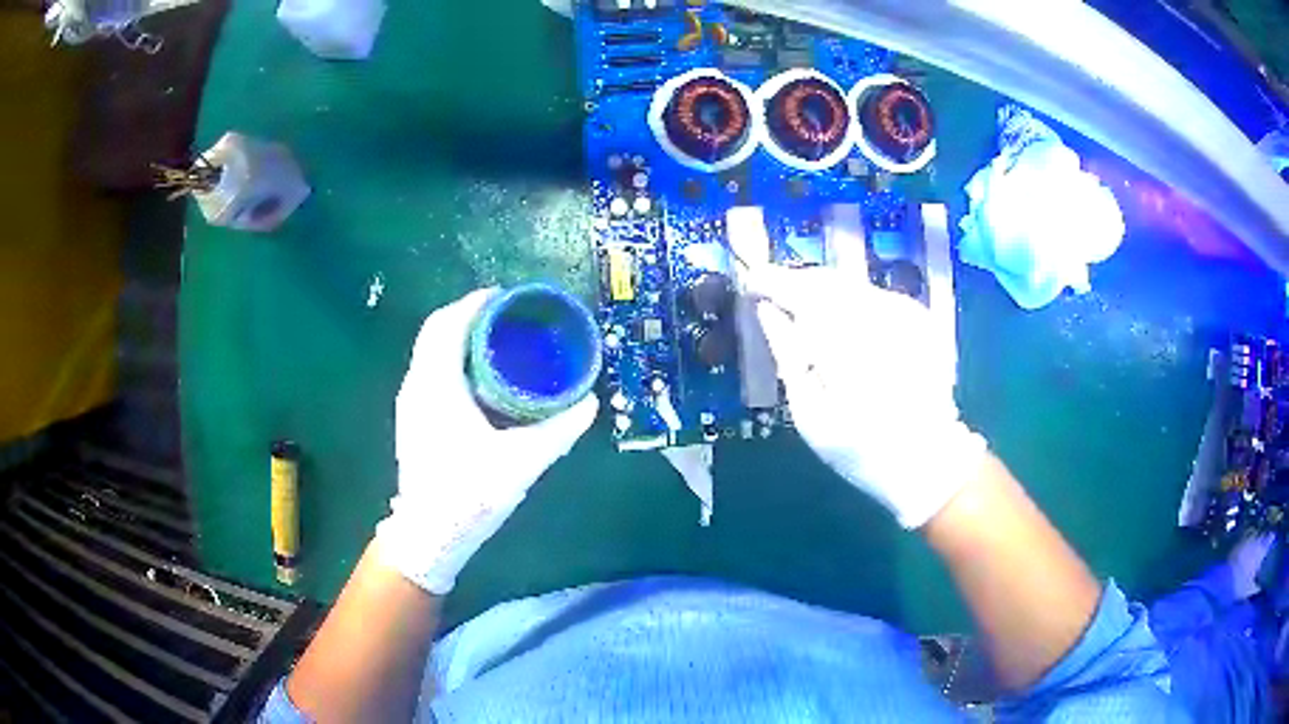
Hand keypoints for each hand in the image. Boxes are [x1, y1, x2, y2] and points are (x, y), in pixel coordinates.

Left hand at [376, 288, 597, 593]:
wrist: (427, 536)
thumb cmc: (467, 495)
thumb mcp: (520, 463)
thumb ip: (557, 432)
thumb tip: (589, 403)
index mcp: (437, 385)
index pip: (448, 324)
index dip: (475, 303)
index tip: (506, 297)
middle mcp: (417, 385)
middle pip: (437, 332)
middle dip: (469, 316)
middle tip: (508, 319)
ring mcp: (411, 403)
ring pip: (431, 352)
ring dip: (460, 338)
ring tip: (499, 342)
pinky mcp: (413, 420)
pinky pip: (431, 371)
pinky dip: (453, 360)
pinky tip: (480, 379)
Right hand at [744, 266, 986, 527]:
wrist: (927, 459)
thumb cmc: (859, 449)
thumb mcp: (810, 414)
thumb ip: (787, 354)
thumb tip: (765, 310)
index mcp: (843, 342)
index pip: (799, 291)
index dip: (772, 281)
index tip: (751, 284)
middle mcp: (876, 316)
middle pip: (826, 281)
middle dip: (797, 283)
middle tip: (773, 296)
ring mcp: (903, 314)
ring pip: (850, 285)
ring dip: (823, 292)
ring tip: (805, 313)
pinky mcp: (919, 318)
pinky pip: (873, 295)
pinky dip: (851, 302)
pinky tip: (844, 326)